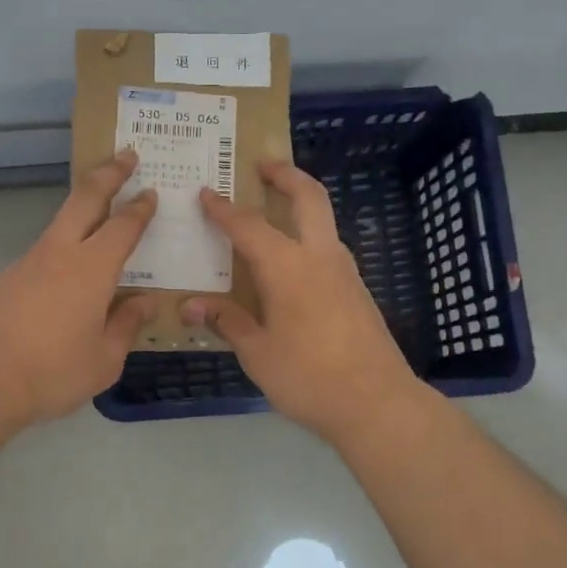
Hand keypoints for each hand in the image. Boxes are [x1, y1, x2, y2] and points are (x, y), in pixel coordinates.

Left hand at [0, 149, 158, 428]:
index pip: (123, 226)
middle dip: (108, 173)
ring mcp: (27, 262)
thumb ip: (126, 326)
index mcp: (91, 268)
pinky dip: (62, 251)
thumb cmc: (51, 372)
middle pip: (85, 198)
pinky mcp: (5, 278)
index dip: (140, 208)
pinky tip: (65, 279)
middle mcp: (59, 253)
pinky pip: (43, 254)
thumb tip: (144, 303)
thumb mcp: (104, 360)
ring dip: (83, 209)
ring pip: (60, 224)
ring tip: (101, 217)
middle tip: (126, 154)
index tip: (151, 192)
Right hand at [182, 160, 416, 440]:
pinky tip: (291, 264)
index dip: (224, 209)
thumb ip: (227, 322)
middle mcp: (320, 257)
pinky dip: (308, 237)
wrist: (377, 403)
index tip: (206, 192)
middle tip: (263, 164)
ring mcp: (345, 272)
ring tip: (273, 211)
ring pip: (324, 221)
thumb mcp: (257, 352)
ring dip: (301, 205)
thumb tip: (189, 306)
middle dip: (286, 174)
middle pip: (308, 197)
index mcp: (288, 266)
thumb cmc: (308, 376)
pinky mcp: (358, 291)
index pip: (249, 226)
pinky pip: (328, 249)